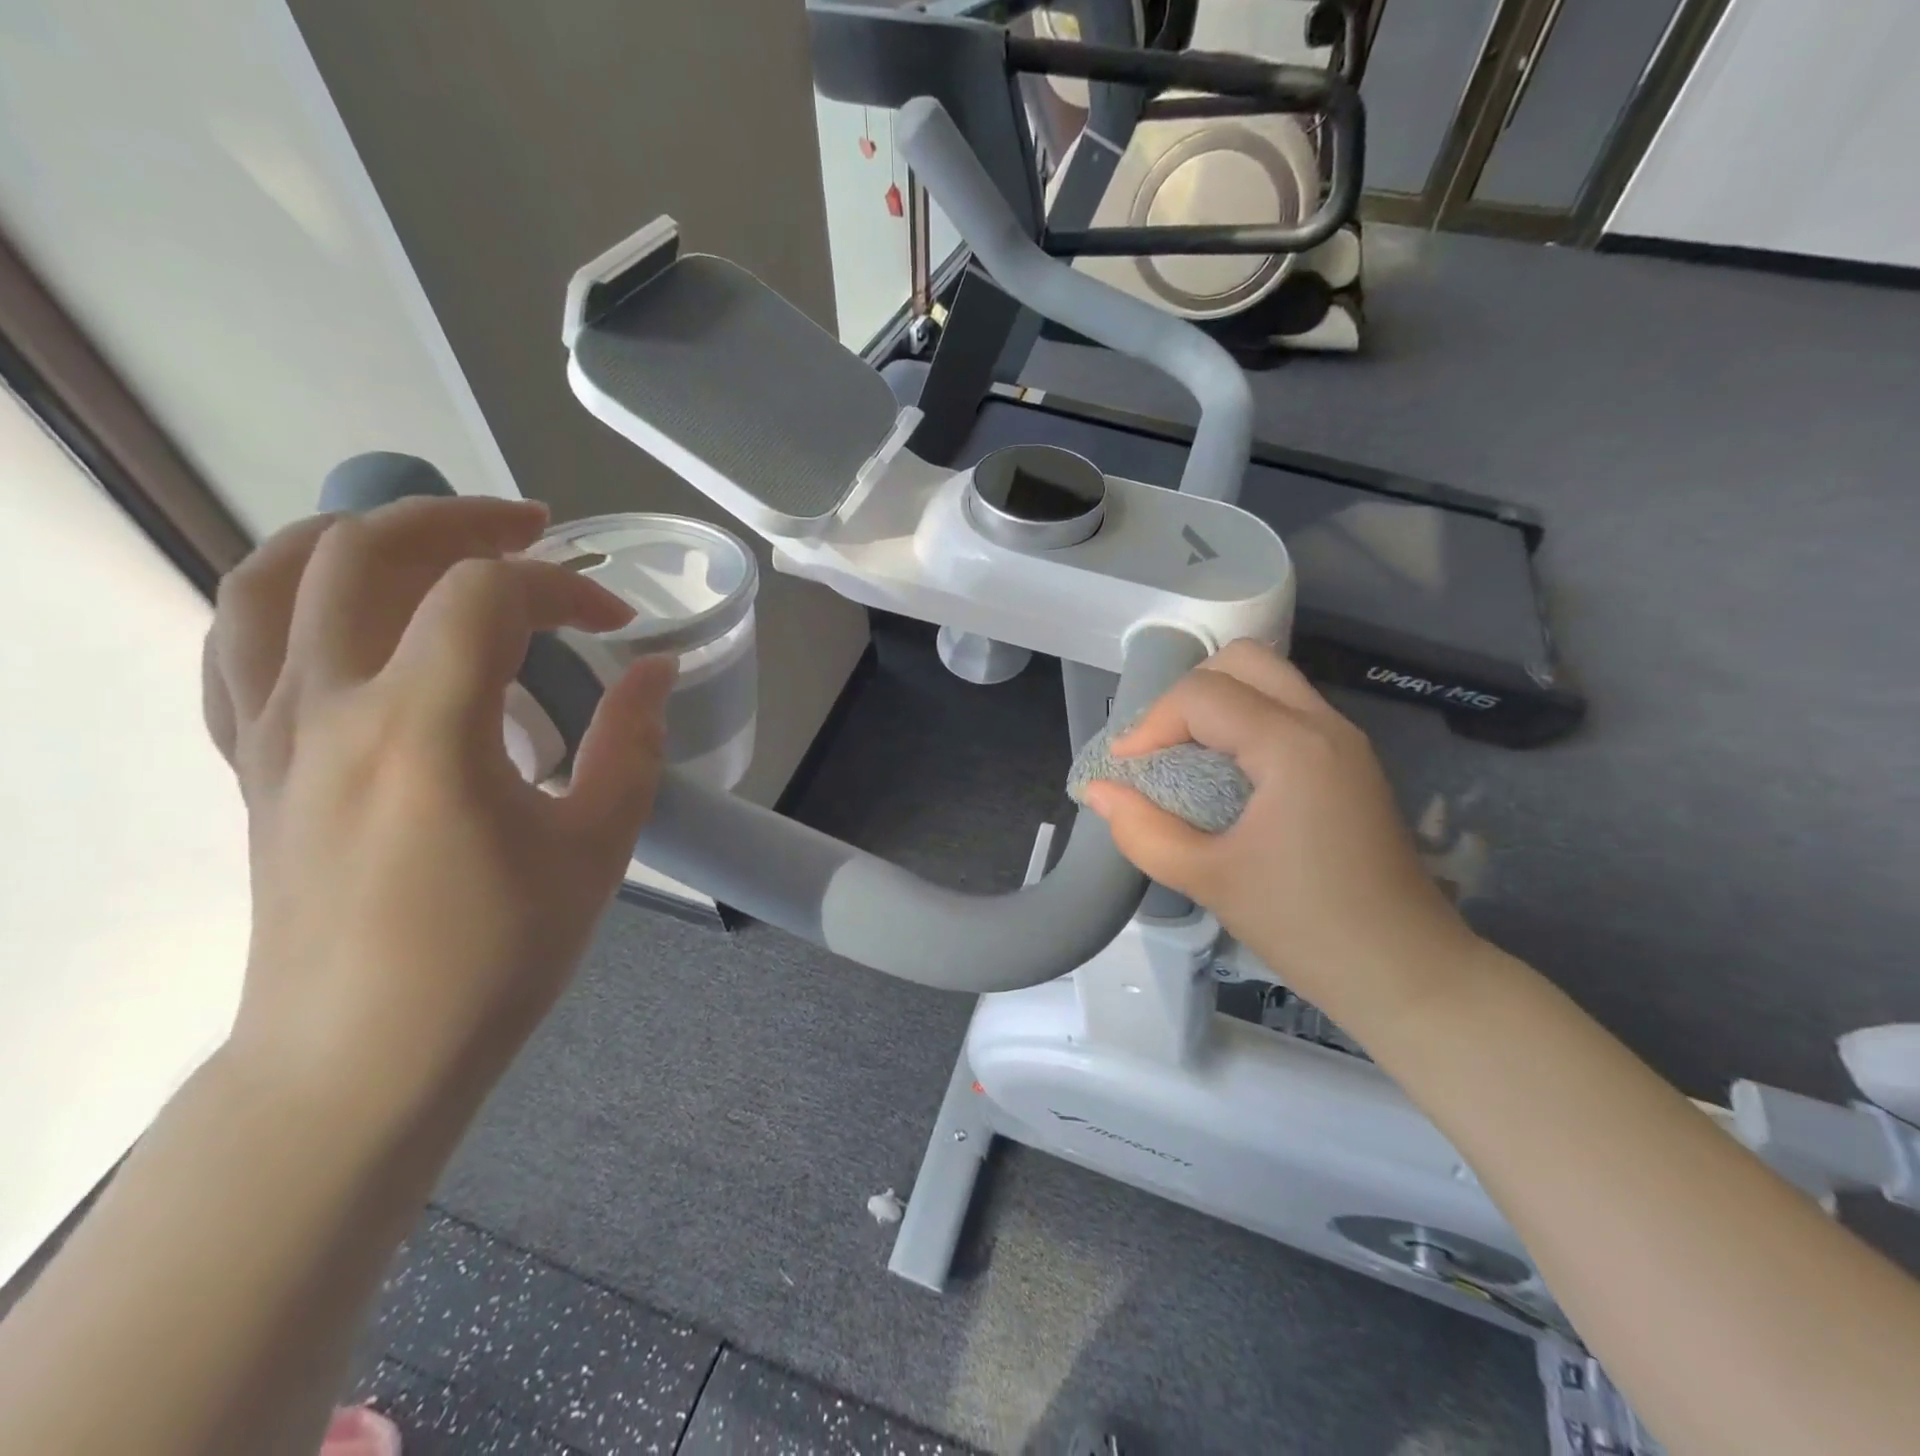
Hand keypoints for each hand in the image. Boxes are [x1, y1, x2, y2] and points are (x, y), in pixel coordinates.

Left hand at [201, 497, 676, 1114]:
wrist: (365, 1055)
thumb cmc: (496, 956)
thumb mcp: (597, 847)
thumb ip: (633, 743)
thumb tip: (656, 668)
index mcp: (425, 732)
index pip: (489, 595)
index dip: (567, 588)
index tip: (618, 623)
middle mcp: (329, 709)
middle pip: (367, 549)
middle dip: (463, 518)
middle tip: (534, 529)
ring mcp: (271, 733)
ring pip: (273, 577)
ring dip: (360, 533)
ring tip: (430, 539)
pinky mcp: (249, 763)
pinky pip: (237, 644)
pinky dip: (291, 596)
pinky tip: (348, 612)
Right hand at [1081, 640, 1476, 1030]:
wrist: (1406, 974)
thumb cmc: (1305, 926)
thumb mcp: (1208, 880)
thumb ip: (1142, 831)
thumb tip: (1097, 791)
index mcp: (1293, 746)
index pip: (1203, 695)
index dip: (1150, 724)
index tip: (1125, 772)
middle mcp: (1324, 725)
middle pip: (1242, 661)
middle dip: (1187, 695)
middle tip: (1159, 748)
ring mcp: (1344, 741)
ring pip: (1269, 680)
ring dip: (1217, 705)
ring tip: (1184, 758)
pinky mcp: (1349, 763)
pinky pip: (1286, 710)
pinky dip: (1244, 721)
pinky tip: (1224, 775)